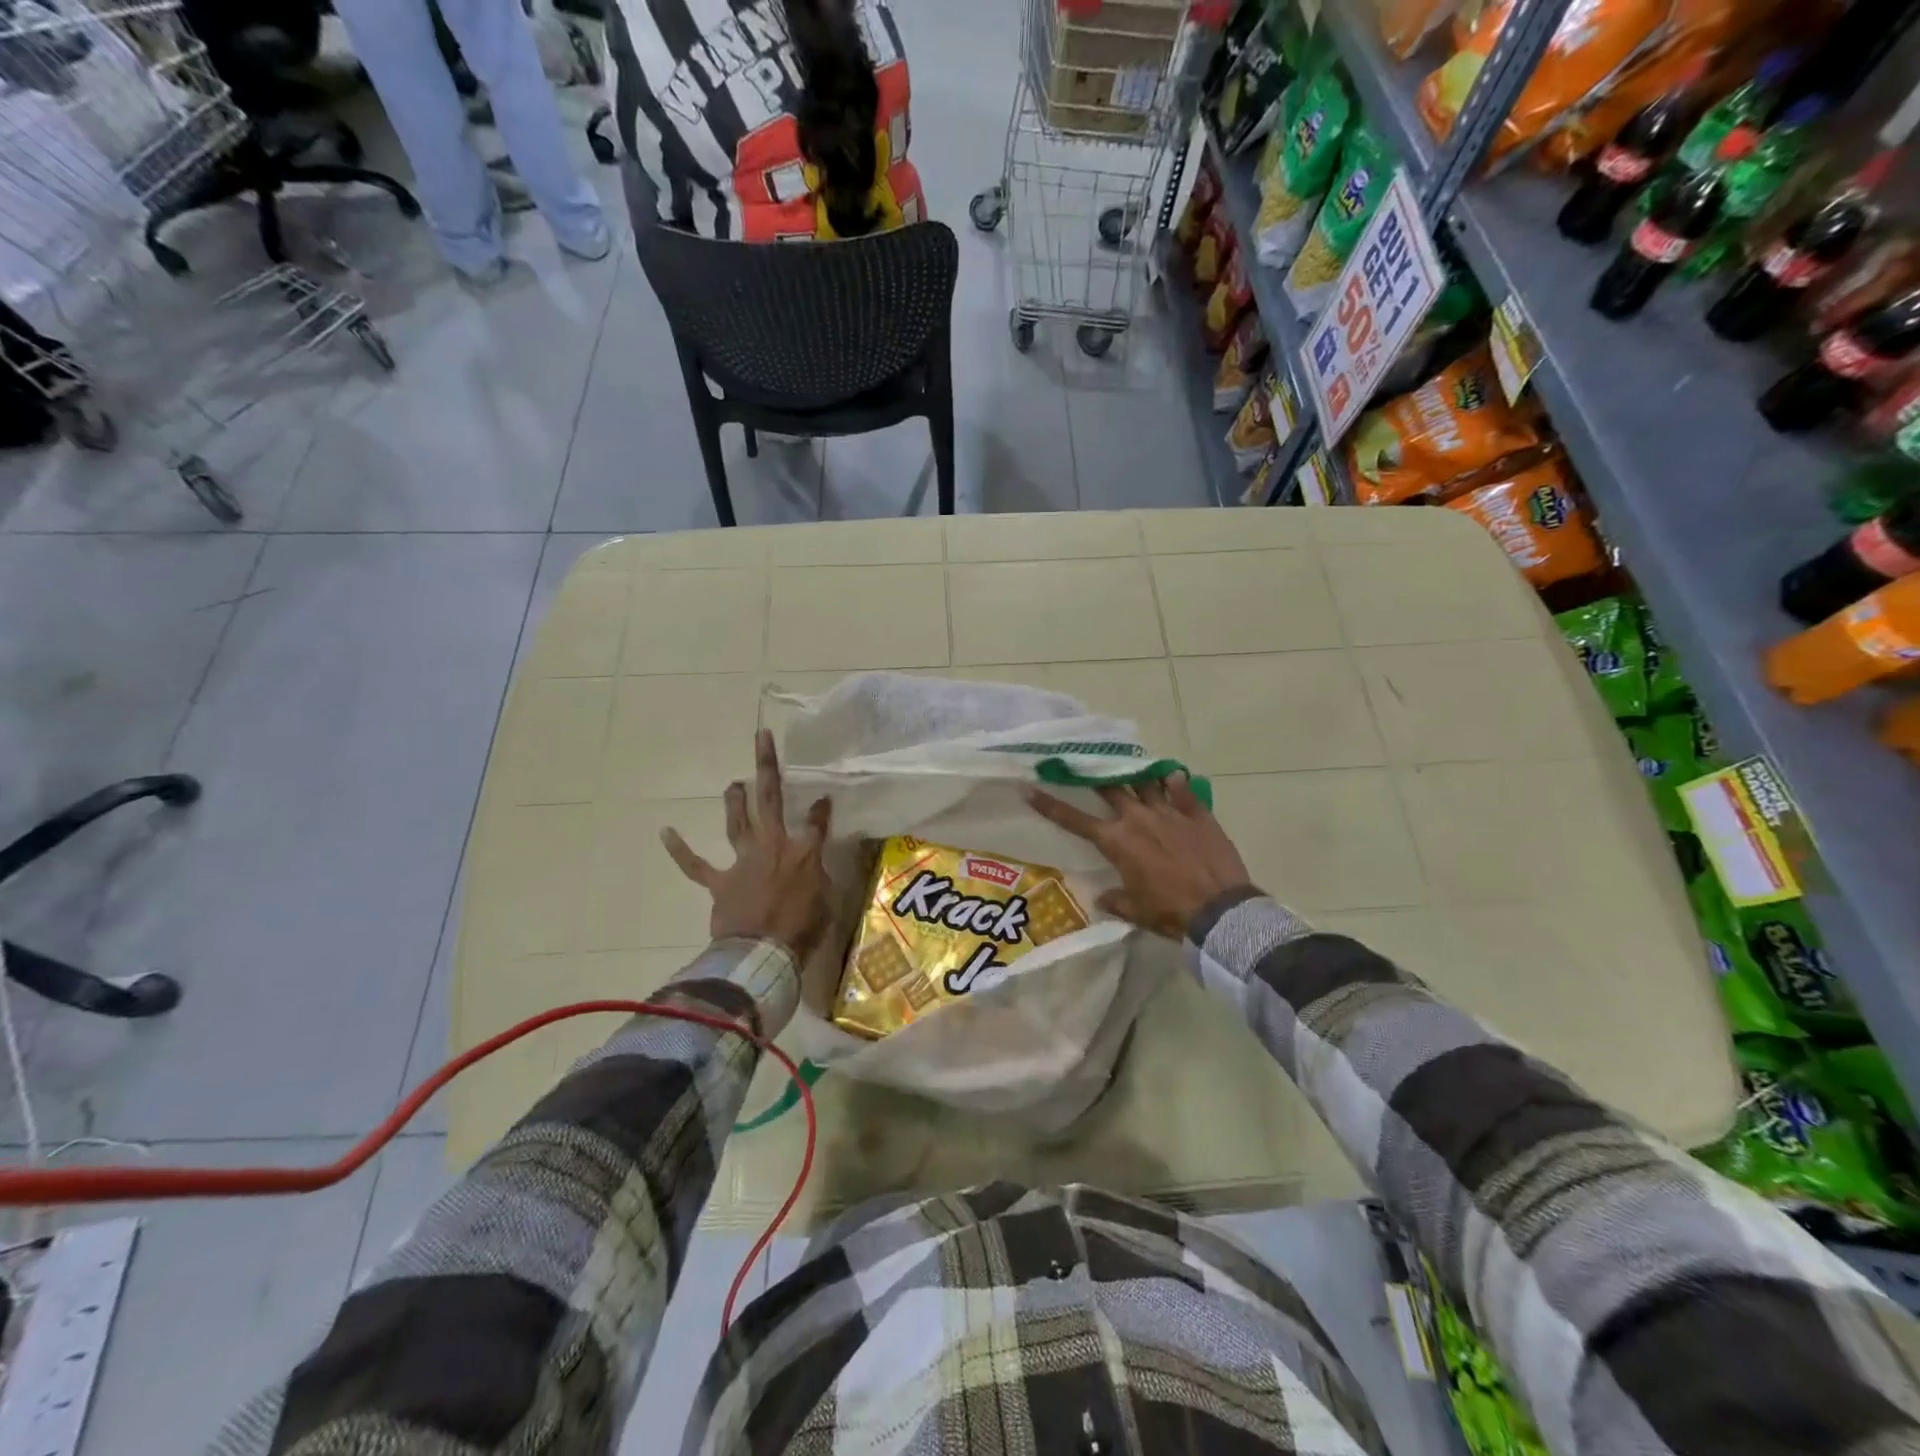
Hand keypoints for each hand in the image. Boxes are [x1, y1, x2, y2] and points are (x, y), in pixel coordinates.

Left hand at [661, 730, 833, 961]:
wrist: (762, 954)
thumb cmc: (802, 930)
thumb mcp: (827, 902)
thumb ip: (820, 880)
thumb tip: (814, 870)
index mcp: (804, 852)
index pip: (817, 821)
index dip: (821, 808)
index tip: (824, 797)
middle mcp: (773, 846)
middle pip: (771, 798)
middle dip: (767, 766)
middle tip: (761, 737)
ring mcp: (743, 861)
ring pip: (737, 822)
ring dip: (735, 800)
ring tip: (733, 783)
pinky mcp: (720, 882)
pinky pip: (696, 865)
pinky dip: (680, 850)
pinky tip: (665, 832)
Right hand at [1026, 775, 1254, 940]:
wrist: (1219, 910)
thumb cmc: (1170, 912)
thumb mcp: (1136, 911)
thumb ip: (1116, 900)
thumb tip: (1102, 898)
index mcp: (1117, 842)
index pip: (1075, 820)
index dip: (1050, 805)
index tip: (1031, 788)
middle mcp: (1138, 819)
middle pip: (1110, 789)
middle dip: (1094, 776)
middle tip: (1084, 763)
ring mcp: (1169, 811)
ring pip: (1145, 782)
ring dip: (1134, 774)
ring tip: (1127, 765)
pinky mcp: (1197, 813)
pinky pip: (1184, 790)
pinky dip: (1176, 782)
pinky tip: (1173, 775)